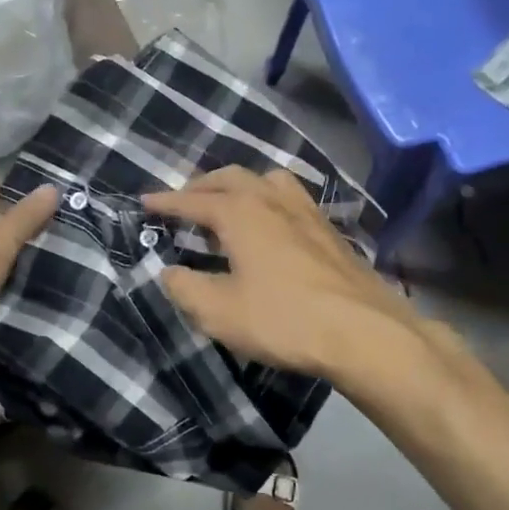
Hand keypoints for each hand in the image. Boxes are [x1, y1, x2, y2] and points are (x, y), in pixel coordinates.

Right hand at [144, 166, 445, 388]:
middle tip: (184, 203)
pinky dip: (267, 200)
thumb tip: (169, 272)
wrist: (363, 331)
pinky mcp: (328, 228)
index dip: (166, 203)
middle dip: (201, 187)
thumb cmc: (284, 319)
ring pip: (265, 181)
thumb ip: (185, 288)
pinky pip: (289, 198)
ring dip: (239, 187)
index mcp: (240, 212)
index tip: (145, 202)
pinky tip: (270, 226)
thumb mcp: (219, 312)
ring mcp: (306, 210)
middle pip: (230, 178)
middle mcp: (271, 199)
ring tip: (227, 207)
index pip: (192, 201)